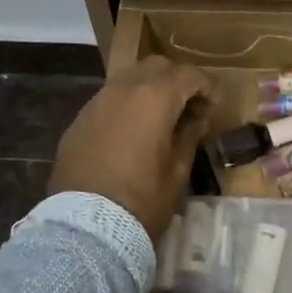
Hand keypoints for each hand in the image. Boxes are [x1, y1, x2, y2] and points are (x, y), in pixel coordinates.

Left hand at [50, 57, 212, 237]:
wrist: (86, 226)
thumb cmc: (142, 199)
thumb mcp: (178, 171)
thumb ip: (189, 136)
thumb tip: (196, 118)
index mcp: (154, 98)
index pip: (188, 75)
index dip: (206, 87)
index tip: (211, 108)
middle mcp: (124, 89)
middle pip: (157, 66)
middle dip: (176, 80)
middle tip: (188, 108)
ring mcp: (97, 101)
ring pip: (129, 78)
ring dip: (149, 89)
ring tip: (159, 119)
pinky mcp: (80, 118)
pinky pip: (109, 98)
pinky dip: (126, 105)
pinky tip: (131, 131)